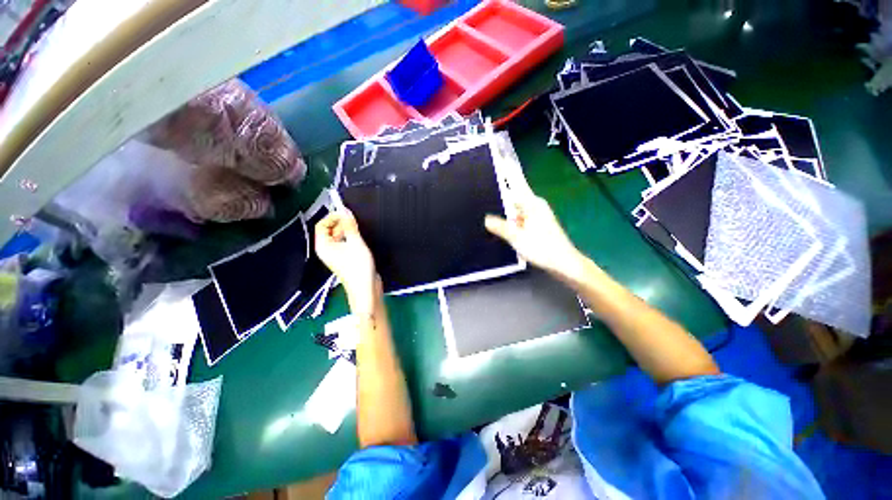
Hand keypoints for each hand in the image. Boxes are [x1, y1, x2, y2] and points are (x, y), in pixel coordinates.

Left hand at [315, 208, 377, 311]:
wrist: (366, 287)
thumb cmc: (358, 268)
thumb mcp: (355, 243)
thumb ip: (350, 226)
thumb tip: (345, 212)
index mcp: (323, 246)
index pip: (322, 224)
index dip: (333, 217)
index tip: (346, 214)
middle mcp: (327, 249)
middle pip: (330, 229)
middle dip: (342, 224)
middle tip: (354, 224)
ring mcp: (336, 254)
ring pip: (339, 236)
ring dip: (348, 231)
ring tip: (358, 234)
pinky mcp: (345, 257)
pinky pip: (345, 242)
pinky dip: (352, 238)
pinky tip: (360, 241)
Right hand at [485, 195, 585, 277]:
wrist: (562, 263)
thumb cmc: (541, 247)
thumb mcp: (516, 237)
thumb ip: (499, 226)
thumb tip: (486, 219)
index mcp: (533, 204)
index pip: (511, 195)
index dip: (497, 200)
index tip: (484, 207)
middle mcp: (536, 207)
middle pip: (513, 206)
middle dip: (501, 214)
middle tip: (486, 222)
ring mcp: (538, 218)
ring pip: (517, 217)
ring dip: (507, 223)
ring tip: (493, 230)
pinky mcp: (539, 228)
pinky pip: (522, 224)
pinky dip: (514, 229)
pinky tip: (506, 236)